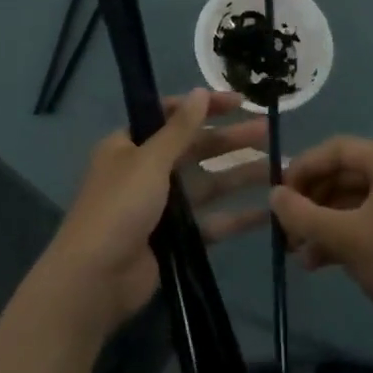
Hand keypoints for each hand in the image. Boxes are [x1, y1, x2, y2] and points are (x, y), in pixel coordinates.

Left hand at [39, 89, 268, 337]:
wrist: (96, 279)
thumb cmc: (119, 207)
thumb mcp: (149, 160)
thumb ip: (179, 129)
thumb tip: (200, 92)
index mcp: (129, 145)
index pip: (170, 115)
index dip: (204, 107)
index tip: (238, 102)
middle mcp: (145, 171)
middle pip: (194, 149)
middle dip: (229, 141)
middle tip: (267, 131)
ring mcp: (161, 207)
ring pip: (207, 184)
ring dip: (239, 175)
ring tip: (277, 168)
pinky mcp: (175, 239)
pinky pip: (210, 222)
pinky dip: (236, 217)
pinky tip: (268, 212)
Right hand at [271, 136, 372, 346]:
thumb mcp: (345, 238)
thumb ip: (303, 214)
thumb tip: (274, 194)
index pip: (336, 149)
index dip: (302, 168)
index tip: (278, 195)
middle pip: (344, 174)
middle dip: (311, 201)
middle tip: (286, 226)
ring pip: (354, 200)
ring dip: (324, 222)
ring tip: (297, 252)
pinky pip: (370, 218)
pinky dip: (344, 234)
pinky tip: (320, 261)